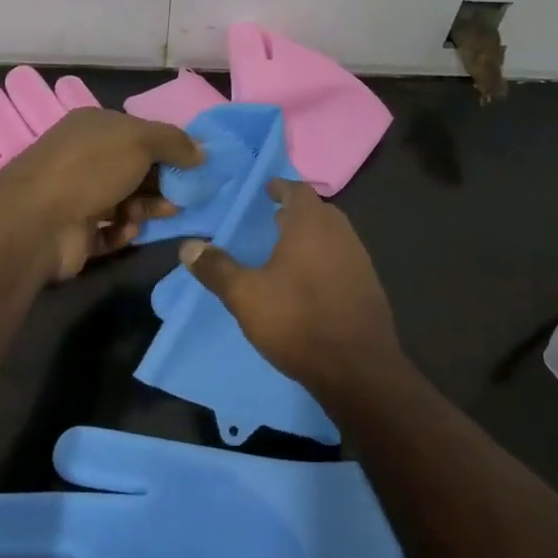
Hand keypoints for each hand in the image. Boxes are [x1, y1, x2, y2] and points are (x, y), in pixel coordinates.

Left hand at [0, 107, 201, 279]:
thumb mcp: (141, 140)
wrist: (38, 221)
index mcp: (93, 127)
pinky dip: (123, 231)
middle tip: (187, 195)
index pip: (138, 133)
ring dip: (147, 207)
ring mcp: (76, 195)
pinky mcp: (74, 232)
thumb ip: (174, 142)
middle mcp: (83, 158)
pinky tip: (128, 230)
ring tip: (165, 214)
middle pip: (133, 169)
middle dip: (162, 182)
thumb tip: (201, 151)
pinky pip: (109, 231)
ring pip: (124, 201)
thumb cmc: (92, 168)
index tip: (194, 165)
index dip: (167, 147)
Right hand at [180, 180, 398, 393]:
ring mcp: (360, 260)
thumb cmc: (298, 320)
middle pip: (317, 211)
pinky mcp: (369, 286)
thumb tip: (188, 245)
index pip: (298, 190)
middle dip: (296, 212)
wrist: (358, 369)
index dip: (281, 187)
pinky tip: (309, 281)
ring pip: (332, 235)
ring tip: (286, 250)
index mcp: (312, 224)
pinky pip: (342, 259)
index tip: (266, 190)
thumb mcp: (246, 295)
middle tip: (272, 218)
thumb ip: (216, 268)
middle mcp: (340, 233)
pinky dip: (324, 258)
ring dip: (311, 236)